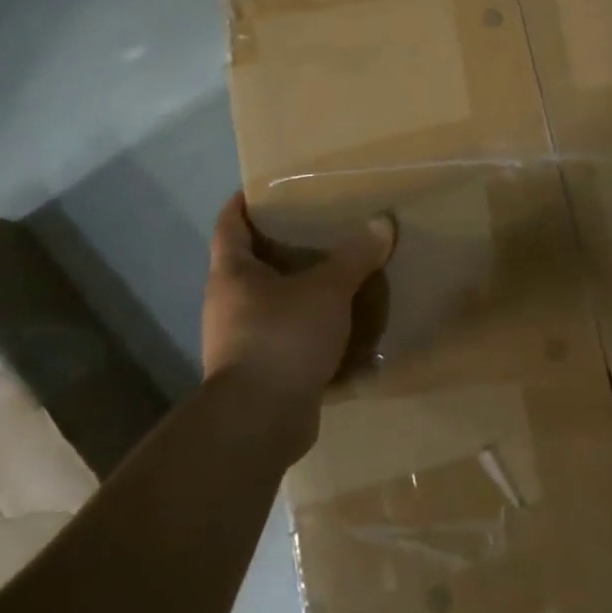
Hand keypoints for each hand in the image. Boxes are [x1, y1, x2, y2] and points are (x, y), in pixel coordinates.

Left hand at [202, 193, 394, 438]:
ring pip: (271, 304)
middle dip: (282, 247)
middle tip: (319, 229)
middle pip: (251, 264)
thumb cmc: (282, 338)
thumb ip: (355, 256)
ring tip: (337, 275)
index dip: (243, 203)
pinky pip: (287, 340)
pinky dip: (310, 331)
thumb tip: (383, 221)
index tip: (264, 188)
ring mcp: (240, 342)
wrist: (259, 423)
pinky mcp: (260, 373)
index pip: (229, 224)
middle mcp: (228, 304)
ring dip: (299, 291)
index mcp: (232, 274)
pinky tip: (341, 327)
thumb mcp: (327, 290)